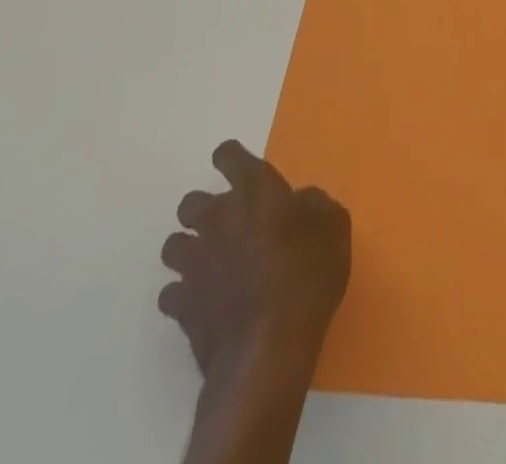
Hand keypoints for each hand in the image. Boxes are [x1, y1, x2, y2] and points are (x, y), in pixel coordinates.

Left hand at [160, 141, 350, 463]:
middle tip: (230, 225)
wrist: (268, 349)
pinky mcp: (181, 306)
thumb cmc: (307, 276)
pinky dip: (184, 295)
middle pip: (191, 202)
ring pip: (173, 245)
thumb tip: (301, 202)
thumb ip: (315, 205)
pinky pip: (171, 293)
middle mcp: (217, 218)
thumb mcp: (334, 228)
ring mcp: (194, 263)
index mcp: (254, 191)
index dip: (231, 159)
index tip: (239, 169)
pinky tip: (203, 303)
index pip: (229, 155)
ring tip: (211, 264)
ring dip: (190, 250)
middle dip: (204, 210)